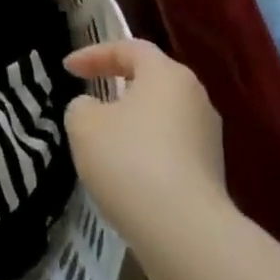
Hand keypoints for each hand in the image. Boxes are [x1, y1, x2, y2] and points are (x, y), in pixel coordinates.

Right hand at [64, 39, 229, 240]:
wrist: (185, 231)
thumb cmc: (129, 161)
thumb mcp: (84, 124)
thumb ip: (82, 106)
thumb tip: (95, 110)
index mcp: (166, 74)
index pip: (129, 48)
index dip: (94, 54)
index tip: (67, 68)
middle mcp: (195, 97)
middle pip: (152, 79)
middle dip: (118, 83)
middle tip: (90, 93)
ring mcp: (208, 136)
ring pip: (162, 114)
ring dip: (133, 119)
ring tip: (105, 136)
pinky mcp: (212, 172)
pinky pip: (171, 146)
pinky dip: (146, 148)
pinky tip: (127, 170)